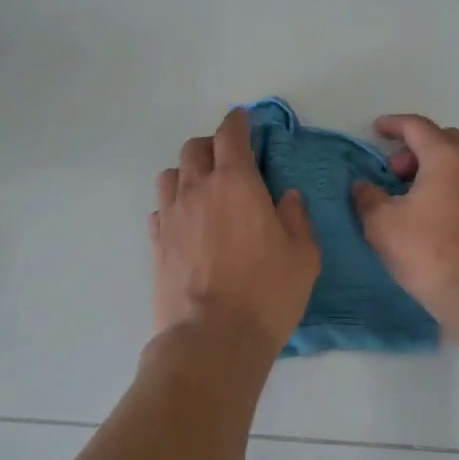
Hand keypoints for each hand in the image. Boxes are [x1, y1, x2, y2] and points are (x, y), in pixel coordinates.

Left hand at [150, 108, 320, 353]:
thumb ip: (296, 218)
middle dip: (213, 145)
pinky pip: (161, 208)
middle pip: (195, 147)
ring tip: (205, 190)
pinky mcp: (156, 242)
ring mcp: (172, 215)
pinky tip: (187, 223)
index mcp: (236, 182)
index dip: (238, 121)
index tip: (244, 120)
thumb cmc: (267, 294)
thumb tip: (287, 197)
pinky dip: (174, 205)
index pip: (231, 134)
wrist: (211, 339)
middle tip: (230, 160)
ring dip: (189, 172)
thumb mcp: (303, 256)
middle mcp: (198, 189)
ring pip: (172, 174)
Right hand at [353, 114, 458, 314]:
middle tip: (393, 173)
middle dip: (414, 149)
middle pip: (443, 139)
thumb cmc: (428, 251)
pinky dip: (448, 185)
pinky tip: (431, 214)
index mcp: (447, 156)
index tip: (376, 130)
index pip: (417, 126)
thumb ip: (367, 197)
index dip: (393, 125)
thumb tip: (363, 186)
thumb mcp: (382, 224)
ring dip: (432, 168)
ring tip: (409, 197)